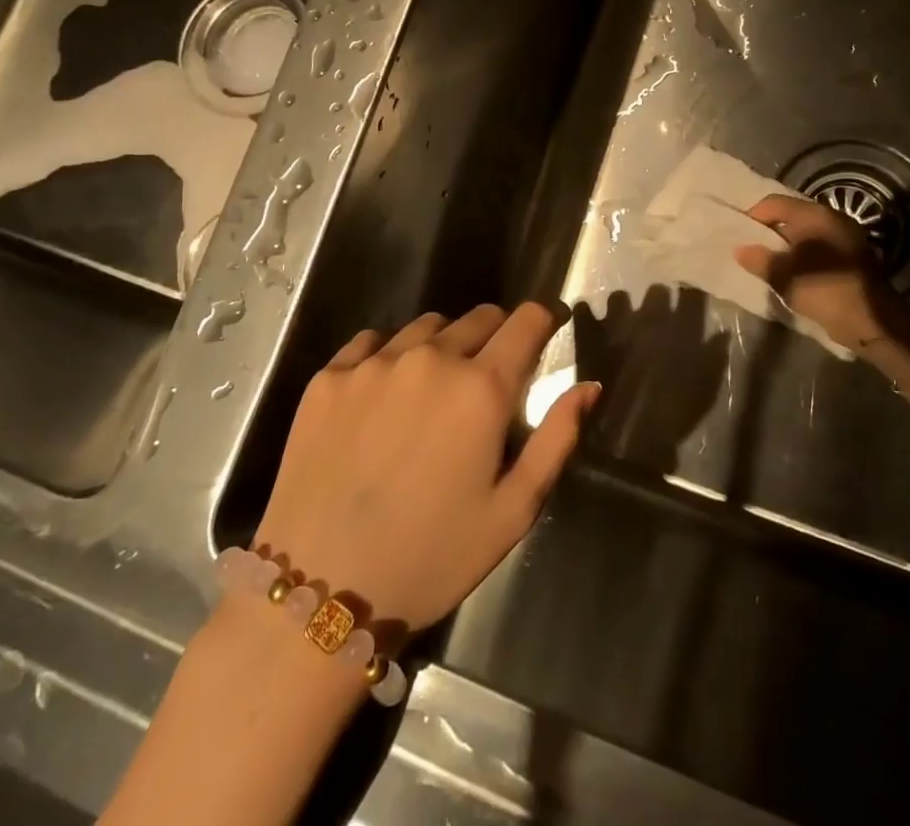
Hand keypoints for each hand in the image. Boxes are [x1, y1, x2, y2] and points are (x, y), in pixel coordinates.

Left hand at [253, 304, 598, 631]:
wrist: (320, 593)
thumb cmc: (431, 558)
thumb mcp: (512, 511)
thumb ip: (556, 439)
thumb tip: (589, 385)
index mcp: (482, 388)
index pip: (527, 320)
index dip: (543, 321)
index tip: (544, 335)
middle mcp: (431, 358)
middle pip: (479, 317)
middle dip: (495, 337)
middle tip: (486, 381)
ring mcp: (374, 363)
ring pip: (426, 326)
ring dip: (442, 345)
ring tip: (431, 391)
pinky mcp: (328, 377)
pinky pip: (371, 342)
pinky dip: (387, 356)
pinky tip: (381, 397)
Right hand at [735, 195, 900, 353]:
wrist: (871, 320)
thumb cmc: (823, 289)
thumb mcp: (783, 276)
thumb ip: (758, 259)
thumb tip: (739, 249)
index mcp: (814, 215)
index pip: (773, 202)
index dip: (752, 216)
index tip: (739, 235)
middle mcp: (831, 217)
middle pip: (790, 215)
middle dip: (769, 231)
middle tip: (751, 249)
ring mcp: (845, 235)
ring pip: (805, 232)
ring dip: (786, 244)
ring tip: (769, 263)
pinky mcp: (852, 255)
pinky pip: (818, 246)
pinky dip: (803, 254)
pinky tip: (793, 272)